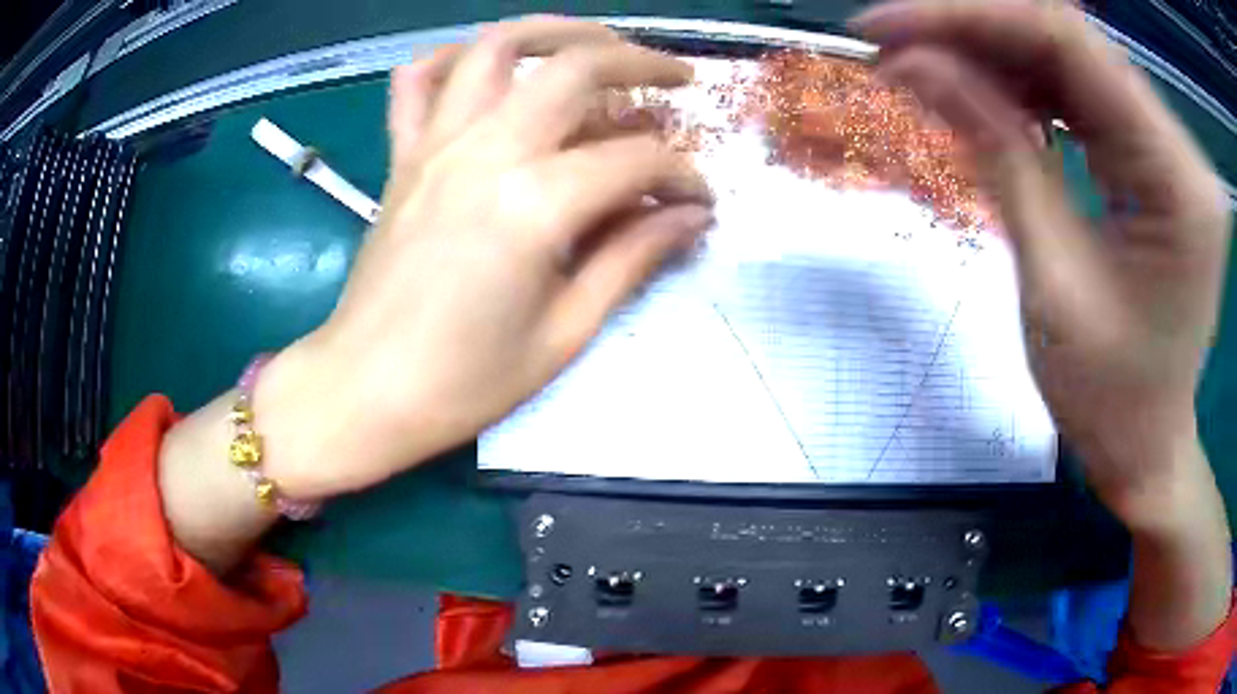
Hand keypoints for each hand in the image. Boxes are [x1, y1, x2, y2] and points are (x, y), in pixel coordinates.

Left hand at [254, 18, 713, 498]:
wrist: (364, 390)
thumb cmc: (464, 383)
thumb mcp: (564, 334)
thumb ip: (632, 259)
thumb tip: (689, 217)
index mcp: (534, 205)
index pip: (635, 161)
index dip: (683, 175)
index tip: (700, 200)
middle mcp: (485, 152)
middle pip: (575, 69)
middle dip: (640, 63)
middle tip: (676, 78)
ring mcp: (435, 145)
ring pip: (497, 47)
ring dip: (555, 31)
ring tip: (596, 42)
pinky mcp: (403, 156)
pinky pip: (418, 80)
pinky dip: (454, 56)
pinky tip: (486, 66)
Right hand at [855, 0, 1231, 521]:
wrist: (1147, 448)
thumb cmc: (1109, 400)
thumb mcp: (1052, 283)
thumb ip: (997, 153)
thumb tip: (914, 64)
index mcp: (1178, 182)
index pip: (1072, 44)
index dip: (973, 16)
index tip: (888, 23)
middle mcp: (1182, 149)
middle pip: (1072, 43)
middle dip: (977, 31)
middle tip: (897, 43)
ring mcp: (1172, 151)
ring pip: (1075, 62)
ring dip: (997, 56)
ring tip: (929, 68)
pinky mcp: (1157, 162)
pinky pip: (1086, 97)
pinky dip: (1029, 88)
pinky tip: (986, 97)